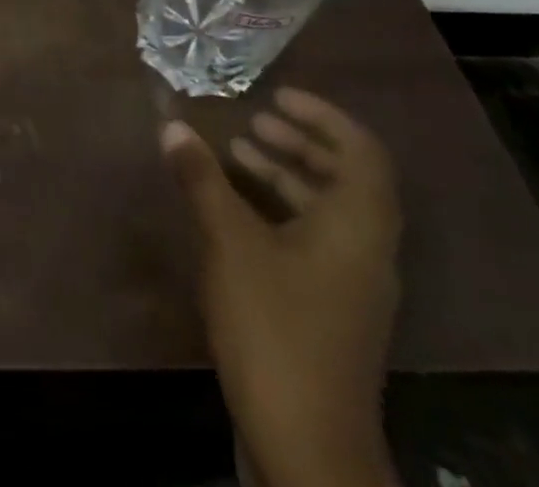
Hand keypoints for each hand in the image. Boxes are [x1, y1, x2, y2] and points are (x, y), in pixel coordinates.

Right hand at [162, 88, 401, 486]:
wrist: (307, 444)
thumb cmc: (276, 326)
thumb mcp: (229, 242)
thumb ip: (202, 180)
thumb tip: (172, 126)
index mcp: (358, 228)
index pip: (362, 152)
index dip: (324, 116)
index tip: (277, 95)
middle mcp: (366, 251)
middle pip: (346, 179)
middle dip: (300, 142)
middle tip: (254, 120)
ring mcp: (351, 286)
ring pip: (326, 211)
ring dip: (285, 176)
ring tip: (235, 154)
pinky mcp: (331, 310)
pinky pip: (313, 239)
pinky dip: (278, 212)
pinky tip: (233, 211)